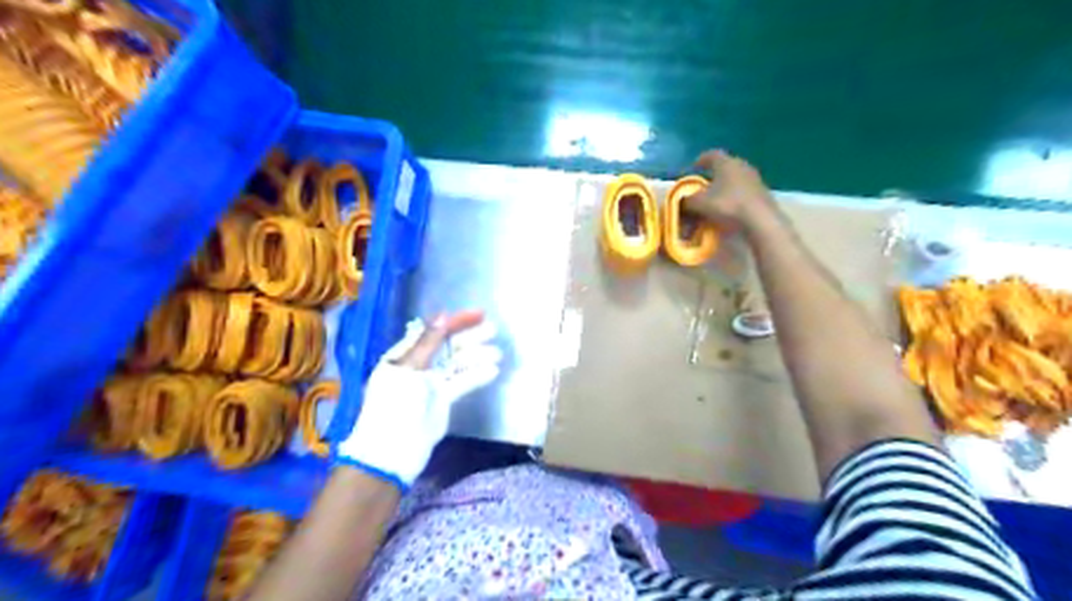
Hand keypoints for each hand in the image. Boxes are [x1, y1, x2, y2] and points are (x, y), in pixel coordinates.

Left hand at [335, 312, 503, 491]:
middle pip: (448, 346)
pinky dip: (477, 376)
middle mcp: (419, 366)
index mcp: (404, 355)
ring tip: (497, 353)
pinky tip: (492, 370)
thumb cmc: (394, 405)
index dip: (455, 321)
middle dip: (470, 336)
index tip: (478, 314)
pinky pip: (462, 383)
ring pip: (458, 364)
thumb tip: (443, 317)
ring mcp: (432, 384)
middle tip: (493, 329)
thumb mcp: (409, 369)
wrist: (392, 452)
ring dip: (477, 356)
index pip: (432, 331)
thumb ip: (429, 343)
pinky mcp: (444, 400)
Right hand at [681, 148, 783, 233]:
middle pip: (725, 166)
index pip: (712, 154)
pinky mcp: (762, 193)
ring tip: (716, 198)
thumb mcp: (700, 203)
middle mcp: (742, 165)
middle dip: (713, 175)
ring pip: (735, 178)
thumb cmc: (727, 205)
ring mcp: (755, 179)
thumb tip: (682, 200)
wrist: (760, 220)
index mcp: (726, 163)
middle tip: (703, 185)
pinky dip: (735, 196)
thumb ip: (688, 200)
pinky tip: (730, 208)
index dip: (701, 160)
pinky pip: (744, 190)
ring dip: (725, 186)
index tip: (694, 167)